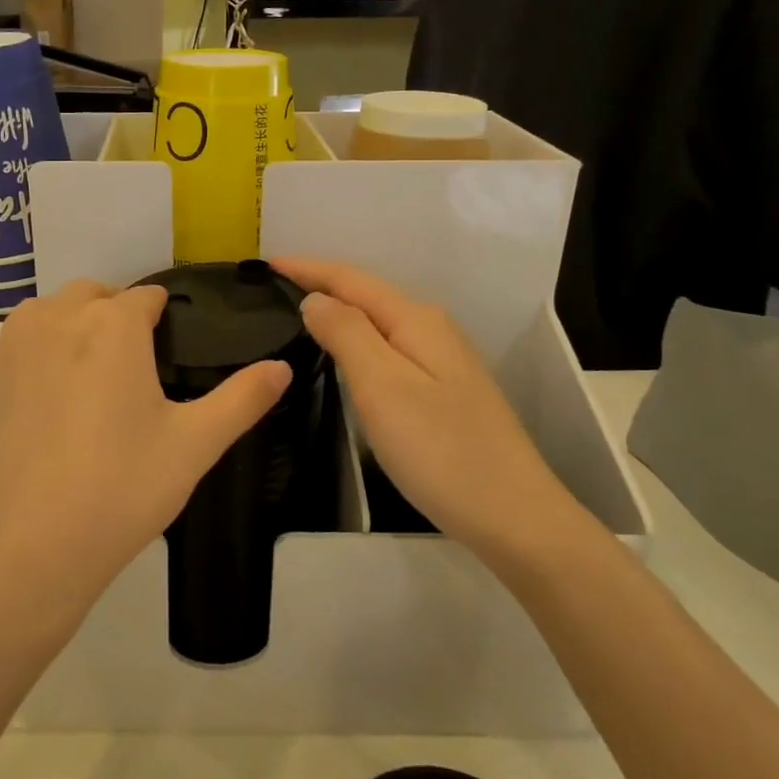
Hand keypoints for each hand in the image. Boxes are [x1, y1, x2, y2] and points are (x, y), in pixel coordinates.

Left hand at [0, 280, 292, 632]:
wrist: (18, 552)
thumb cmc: (118, 491)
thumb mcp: (194, 446)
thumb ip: (243, 399)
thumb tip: (282, 366)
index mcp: (111, 325)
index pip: (144, 297)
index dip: (160, 317)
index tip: (166, 346)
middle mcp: (54, 319)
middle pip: (90, 296)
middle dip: (111, 316)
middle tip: (127, 371)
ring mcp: (4, 348)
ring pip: (44, 317)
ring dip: (67, 332)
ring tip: (82, 388)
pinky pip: (9, 353)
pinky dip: (29, 364)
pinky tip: (38, 416)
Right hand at [272, 259, 584, 563]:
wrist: (513, 515)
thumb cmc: (440, 449)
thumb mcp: (383, 385)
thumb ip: (347, 333)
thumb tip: (316, 300)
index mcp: (415, 320)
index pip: (351, 279)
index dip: (307, 268)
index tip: (265, 263)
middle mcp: (432, 330)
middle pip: (367, 295)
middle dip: (321, 284)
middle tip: (273, 288)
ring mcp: (442, 361)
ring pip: (379, 322)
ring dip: (339, 312)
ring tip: (297, 314)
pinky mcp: (444, 391)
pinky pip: (389, 348)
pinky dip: (357, 341)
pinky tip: (343, 355)